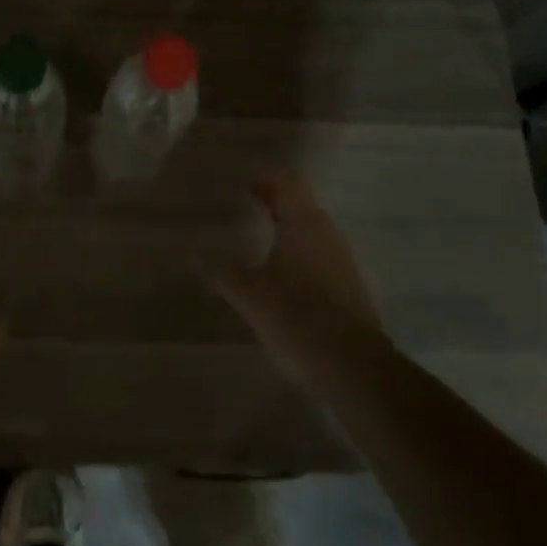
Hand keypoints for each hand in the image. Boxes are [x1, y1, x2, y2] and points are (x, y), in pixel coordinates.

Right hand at [206, 171, 388, 378]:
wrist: (354, 367)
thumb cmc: (297, 317)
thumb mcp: (249, 296)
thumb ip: (222, 272)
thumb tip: (192, 255)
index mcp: (303, 223)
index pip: (288, 182)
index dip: (266, 178)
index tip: (244, 186)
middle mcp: (327, 233)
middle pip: (302, 204)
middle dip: (275, 202)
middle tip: (247, 208)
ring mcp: (343, 260)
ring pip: (313, 231)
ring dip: (289, 229)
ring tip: (261, 242)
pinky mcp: (350, 286)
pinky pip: (321, 255)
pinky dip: (300, 254)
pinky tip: (284, 278)